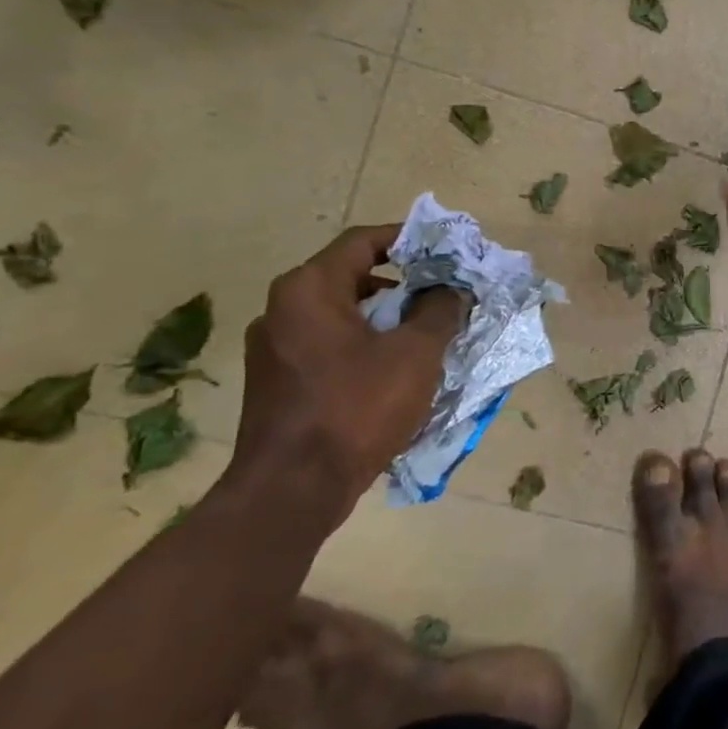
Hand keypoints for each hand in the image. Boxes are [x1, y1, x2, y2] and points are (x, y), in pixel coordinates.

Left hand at [230, 225, 466, 520]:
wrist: (294, 489)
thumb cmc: (357, 408)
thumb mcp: (415, 354)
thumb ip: (439, 311)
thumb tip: (451, 290)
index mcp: (308, 289)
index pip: (363, 241)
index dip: (409, 239)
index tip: (446, 251)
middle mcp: (283, 309)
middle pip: (352, 276)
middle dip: (403, 283)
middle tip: (445, 293)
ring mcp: (276, 348)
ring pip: (342, 314)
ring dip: (387, 317)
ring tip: (429, 331)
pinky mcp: (279, 381)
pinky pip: (330, 345)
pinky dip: (366, 345)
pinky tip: (397, 368)